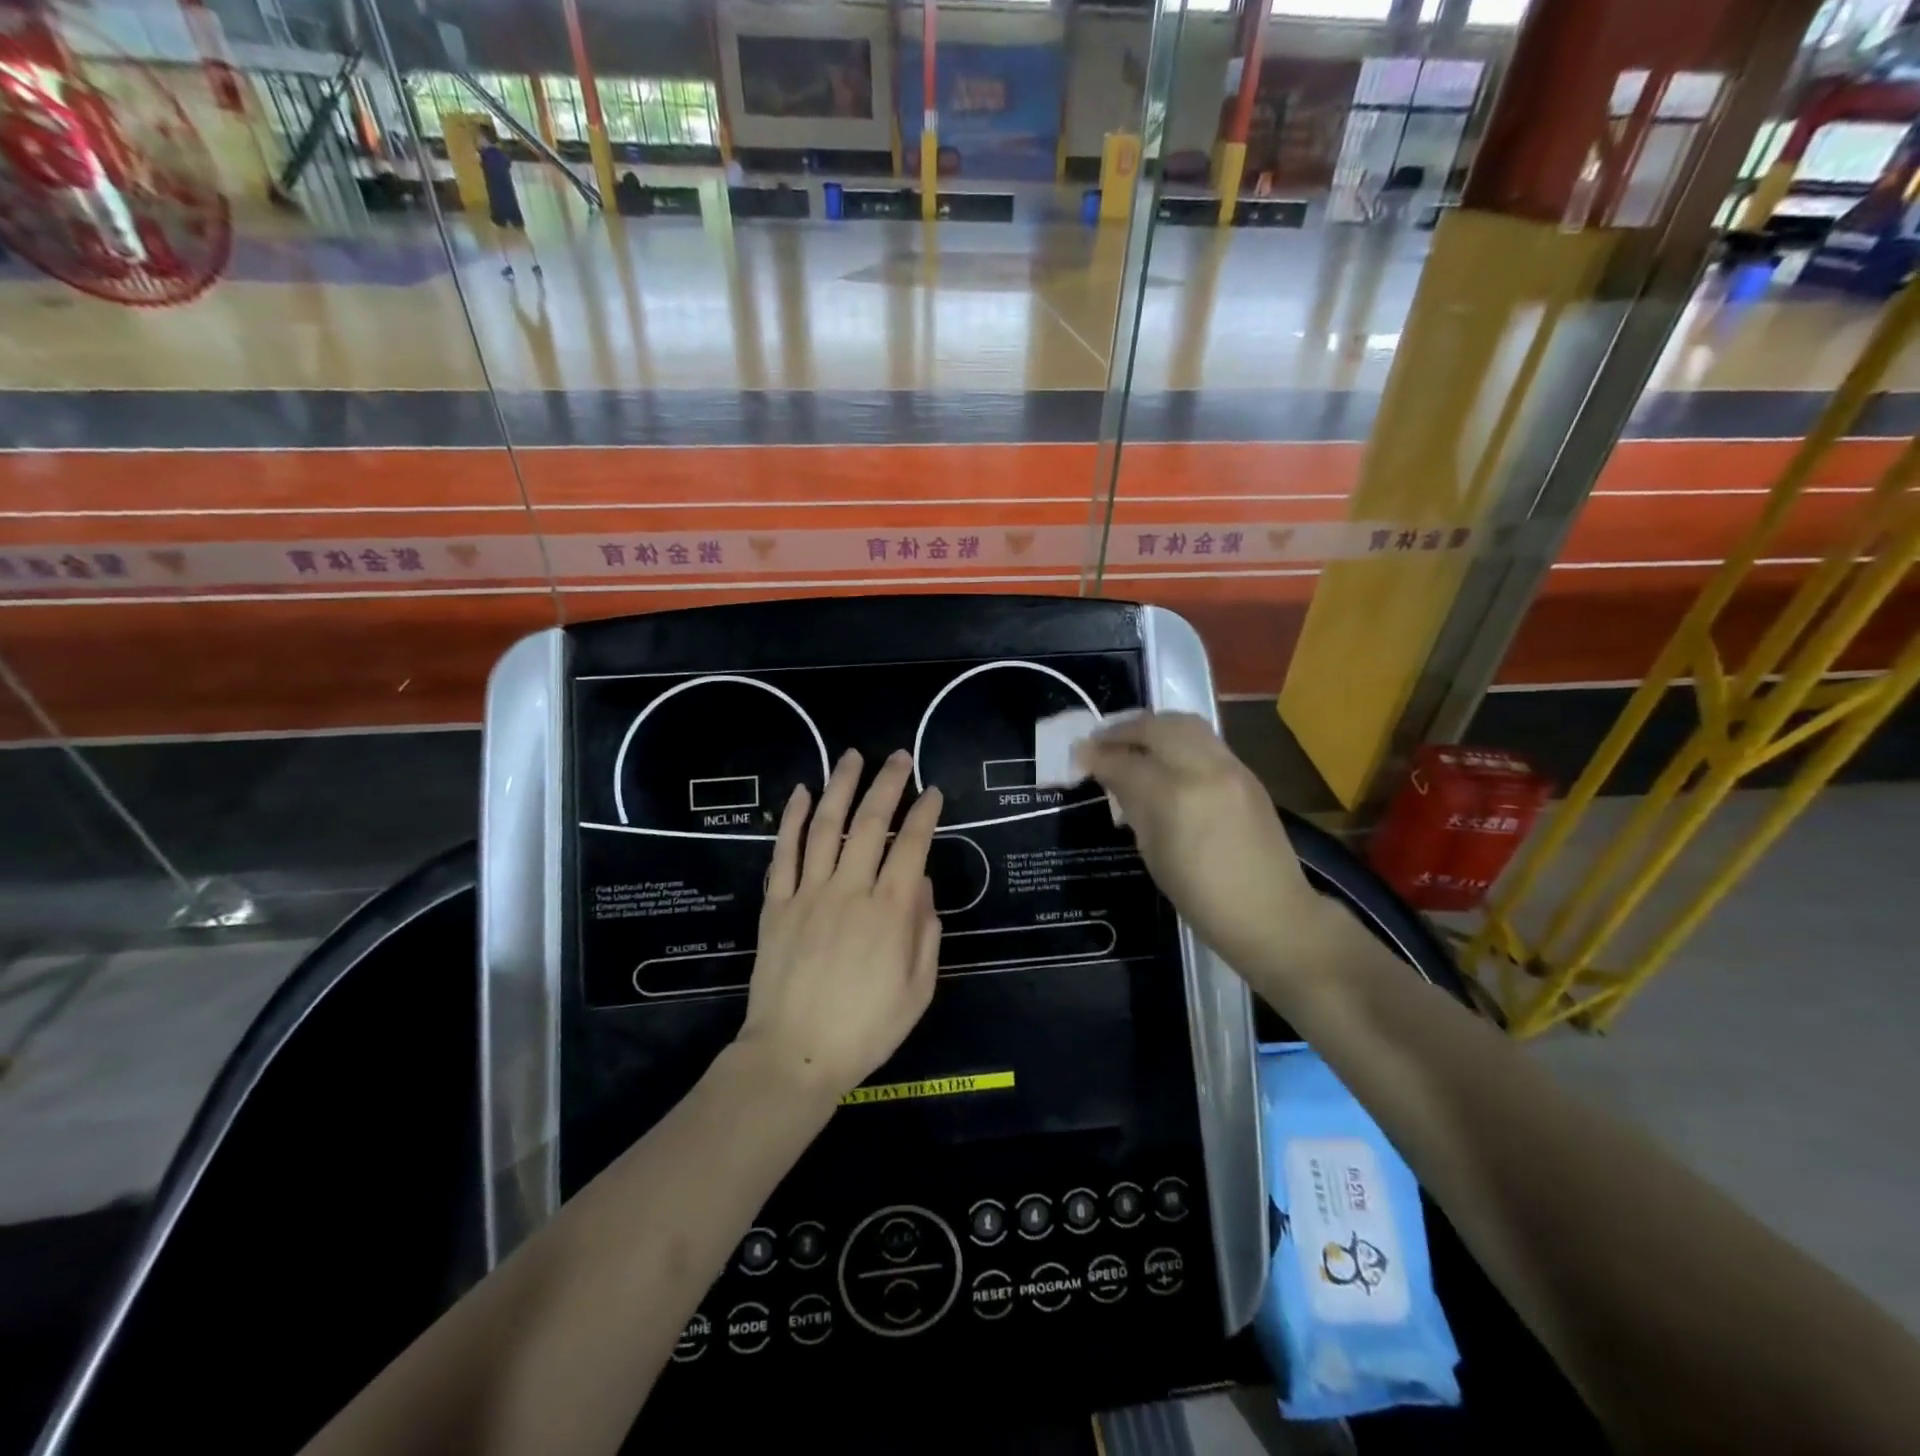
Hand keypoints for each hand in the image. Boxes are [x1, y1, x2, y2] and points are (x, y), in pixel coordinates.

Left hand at [737, 748, 943, 1102]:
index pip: (913, 846)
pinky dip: (791, 819)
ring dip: (840, 787)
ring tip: (852, 756)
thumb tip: (922, 884)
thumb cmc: (866, 1028)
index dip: (925, 814)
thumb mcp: (918, 989)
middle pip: (870, 824)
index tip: (933, 791)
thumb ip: (926, 932)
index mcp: (890, 912)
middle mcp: (850, 891)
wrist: (795, 1055)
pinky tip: (800, 793)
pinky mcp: (777, 904)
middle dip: (888, 784)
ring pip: (825, 826)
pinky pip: (784, 853)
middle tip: (898, 756)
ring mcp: (809, 893)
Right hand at [1076, 713, 1335, 976]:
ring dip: (1152, 727)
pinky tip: (1164, 757)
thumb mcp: (1153, 852)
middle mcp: (1204, 770)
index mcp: (1175, 797)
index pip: (1126, 762)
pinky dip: (1177, 739)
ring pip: (1184, 723)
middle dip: (1123, 730)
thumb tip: (1112, 778)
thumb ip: (1133, 805)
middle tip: (1101, 742)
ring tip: (1132, 741)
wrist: (1271, 913)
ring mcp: (1230, 766)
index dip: (1097, 757)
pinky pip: (1204, 740)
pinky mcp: (1246, 772)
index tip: (1078, 756)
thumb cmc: (1201, 897)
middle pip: (1156, 727)